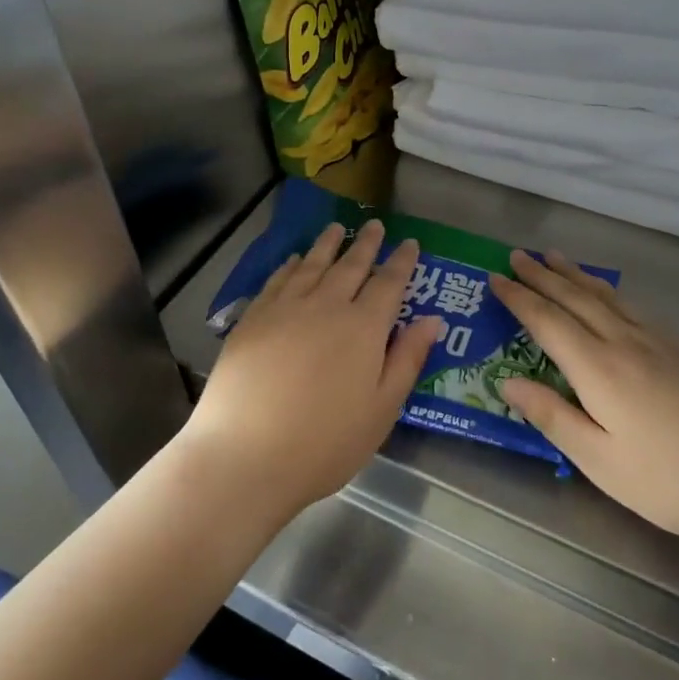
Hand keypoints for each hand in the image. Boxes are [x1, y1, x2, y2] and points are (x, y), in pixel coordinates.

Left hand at [186, 221, 442, 523]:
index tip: (410, 243)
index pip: (389, 283)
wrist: (246, 454)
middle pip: (351, 266)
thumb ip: (407, 359)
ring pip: (312, 265)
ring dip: (328, 245)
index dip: (402, 262)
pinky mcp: (252, 319)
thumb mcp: (382, 409)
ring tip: (337, 228)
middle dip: (366, 244)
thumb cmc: (325, 442)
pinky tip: (294, 260)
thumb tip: (432, 319)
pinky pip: (277, 280)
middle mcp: (326, 306)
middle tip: (375, 225)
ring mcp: (285, 309)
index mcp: (363, 327)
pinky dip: (290, 265)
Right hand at [489, 250, 678, 550]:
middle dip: (543, 275)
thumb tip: (506, 382)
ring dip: (576, 275)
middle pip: (576, 298)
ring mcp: (661, 341)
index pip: (548, 321)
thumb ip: (552, 417)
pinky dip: (608, 290)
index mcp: (600, 368)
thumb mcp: (601, 462)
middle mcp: (627, 342)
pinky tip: (609, 295)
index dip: (519, 298)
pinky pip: (633, 306)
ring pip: (608, 296)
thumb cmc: (673, 482)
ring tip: (554, 258)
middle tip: (517, 254)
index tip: (494, 278)